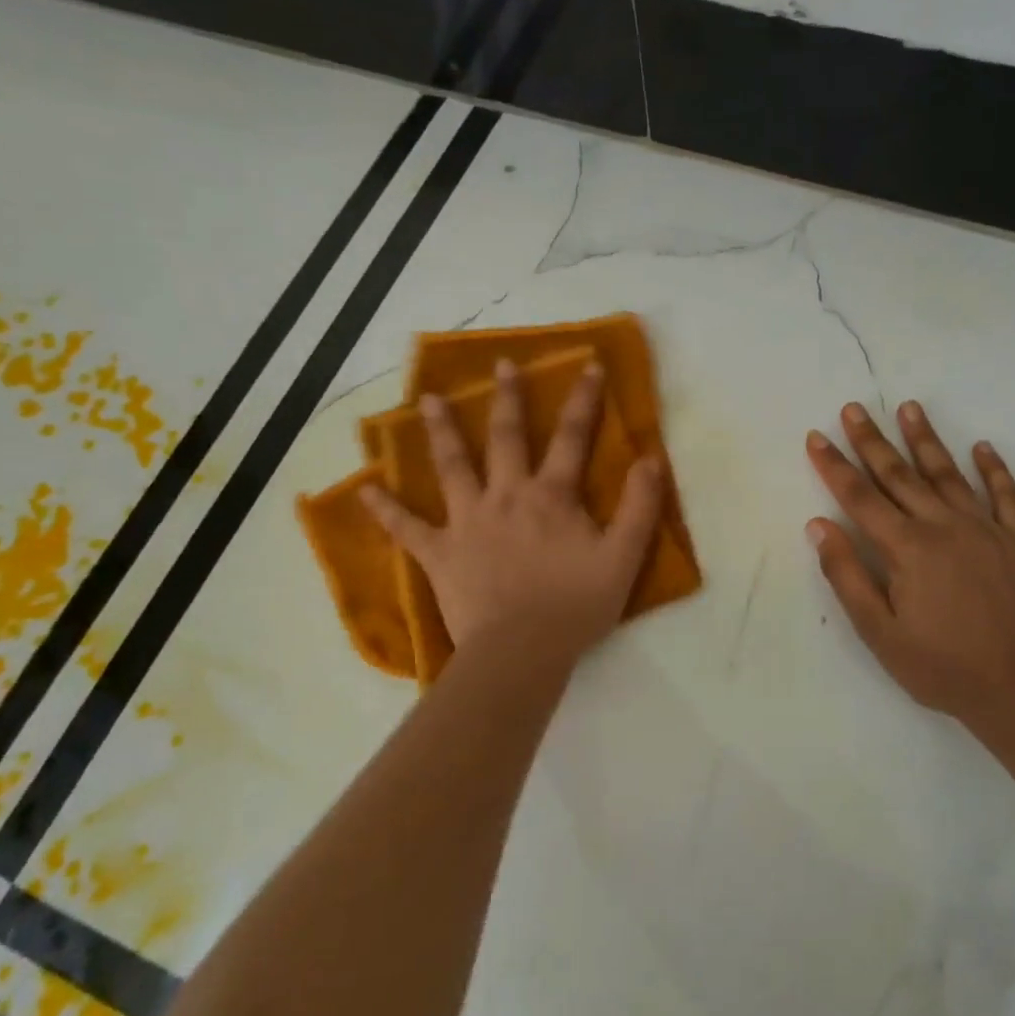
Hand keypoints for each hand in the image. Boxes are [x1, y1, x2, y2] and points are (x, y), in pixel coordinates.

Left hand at [364, 360, 663, 663]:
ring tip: (430, 400)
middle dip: (508, 398)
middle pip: (506, 437)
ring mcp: (467, 522)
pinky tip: (363, 490)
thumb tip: (651, 459)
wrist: (521, 650)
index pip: (572, 437)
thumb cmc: (575, 606)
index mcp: (551, 496)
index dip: (583, 399)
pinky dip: (385, 509)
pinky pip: (406, 528)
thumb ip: (640, 507)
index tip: (588, 365)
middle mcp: (506, 496)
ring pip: (452, 467)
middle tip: (502, 365)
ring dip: (442, 431)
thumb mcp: (623, 558)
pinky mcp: (439, 553)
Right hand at [806, 400, 1014, 727]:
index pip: (860, 497)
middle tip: (854, 408)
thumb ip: (847, 575)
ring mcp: (988, 530)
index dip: (834, 466)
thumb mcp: (879, 632)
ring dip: (927, 440)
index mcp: (908, 548)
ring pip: (949, 474)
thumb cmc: (942, 667)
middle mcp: (945, 526)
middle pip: (901, 474)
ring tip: (910, 408)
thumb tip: (819, 525)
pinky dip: (994, 469)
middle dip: (873, 440)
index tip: (816, 436)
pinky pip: (1007, 495)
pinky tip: (983, 447)